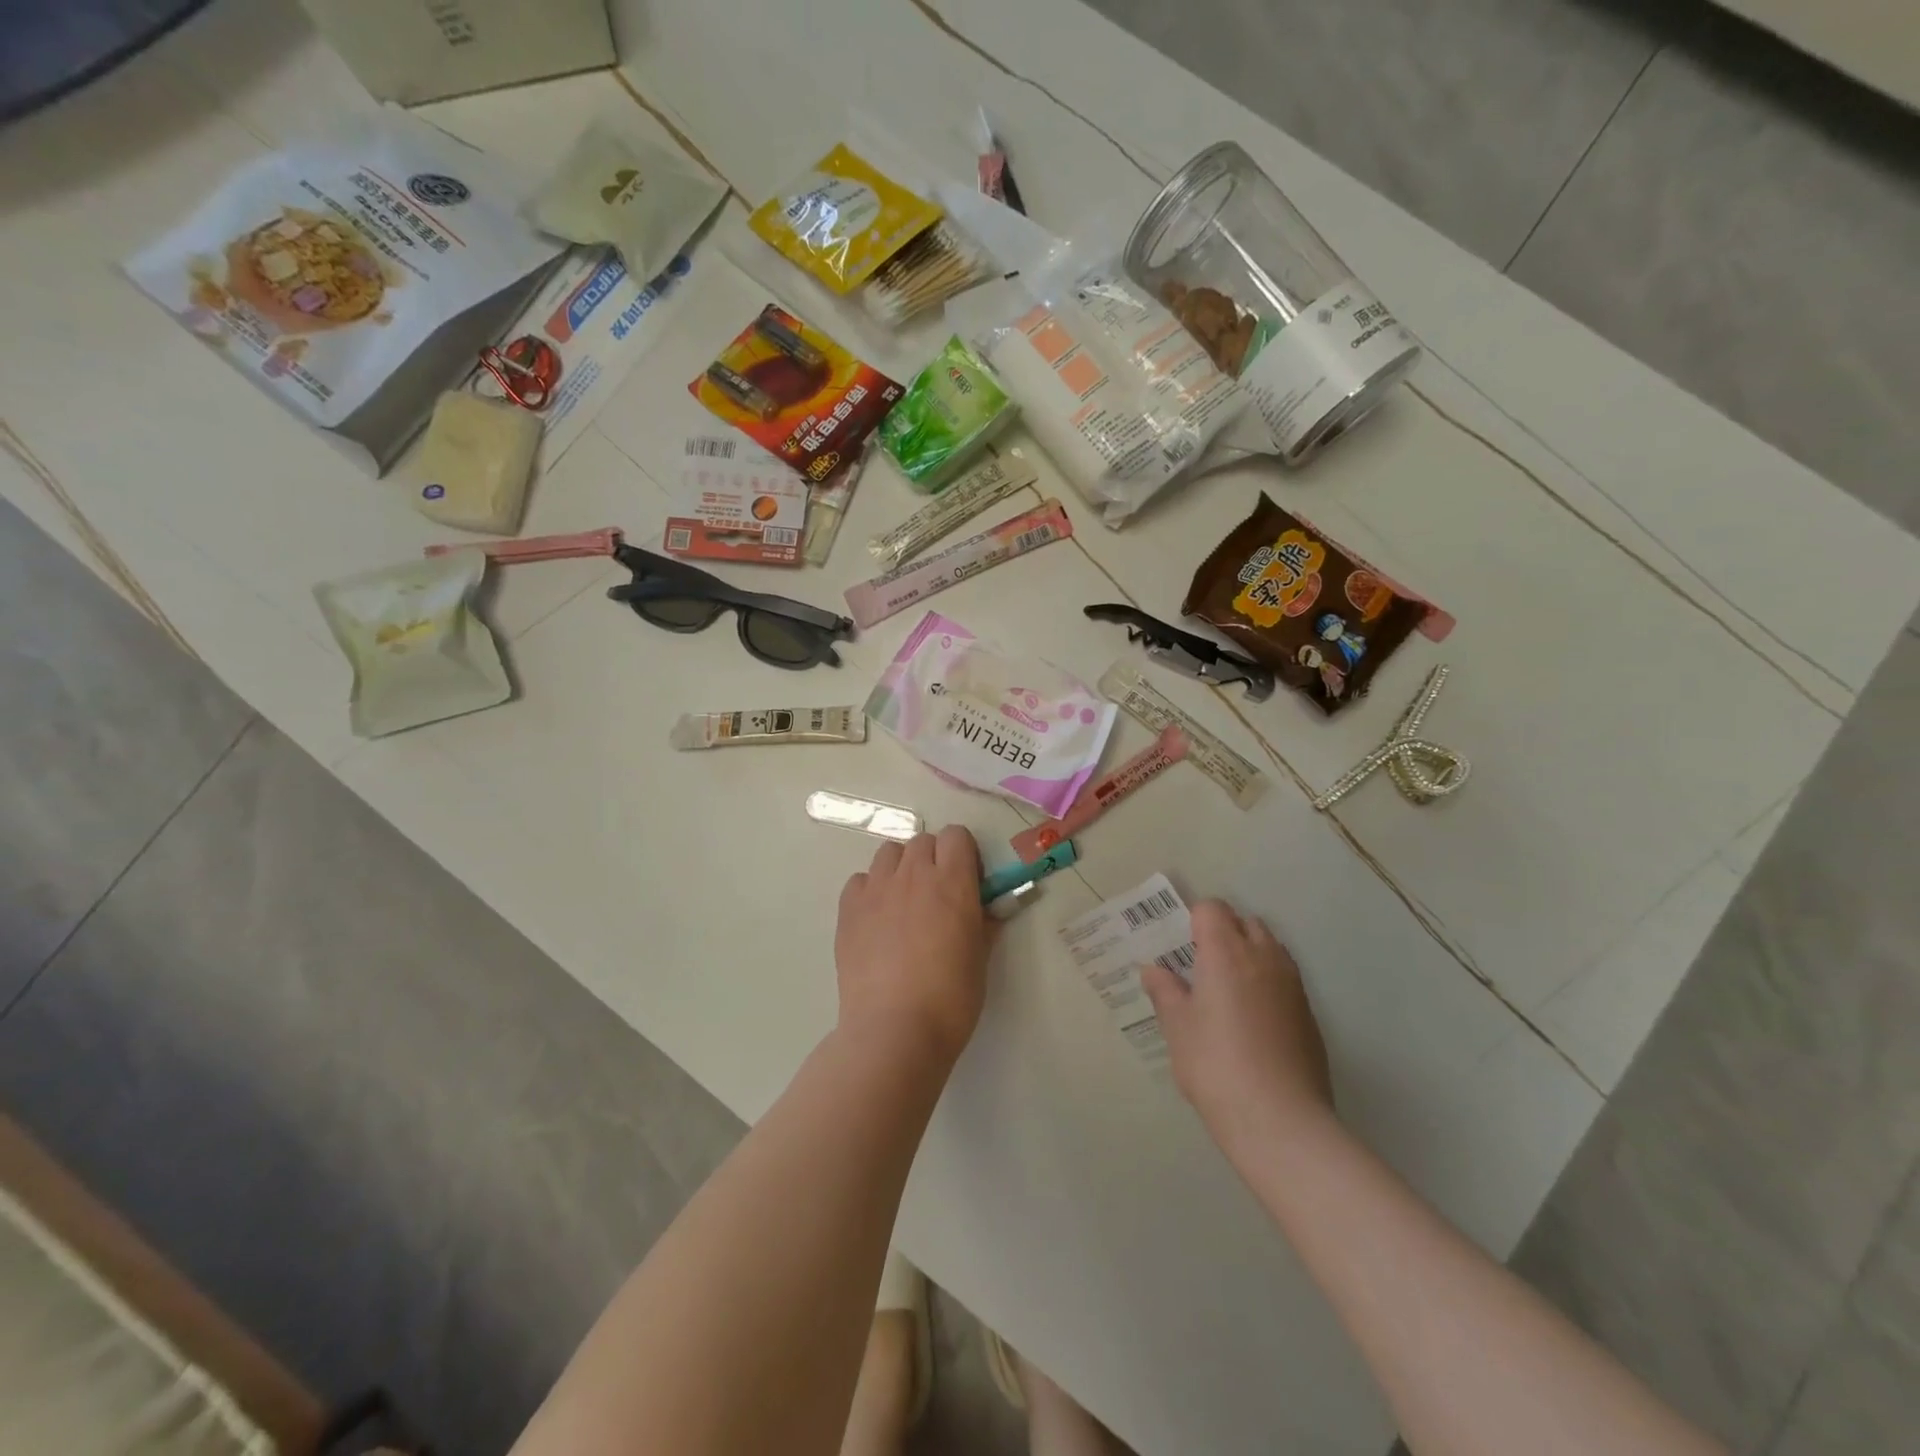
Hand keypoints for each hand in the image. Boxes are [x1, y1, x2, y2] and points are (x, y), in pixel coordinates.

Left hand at [835, 827, 988, 1065]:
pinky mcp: (848, 908)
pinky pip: (860, 880)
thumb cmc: (950, 999)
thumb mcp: (980, 960)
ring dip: (901, 868)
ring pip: (889, 853)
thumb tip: (986, 910)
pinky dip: (870, 890)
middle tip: (938, 895)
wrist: (894, 1030)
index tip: (967, 881)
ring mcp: (876, 889)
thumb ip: (983, 924)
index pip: (957, 835)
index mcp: (952, 882)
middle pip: (923, 841)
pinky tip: (876, 919)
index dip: (964, 854)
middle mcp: (913, 875)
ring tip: (904, 902)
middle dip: (934, 859)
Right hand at [1142, 900, 1333, 1152]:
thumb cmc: (1216, 1065)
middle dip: (1224, 933)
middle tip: (1201, 966)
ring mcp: (1292, 985)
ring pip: (1270, 948)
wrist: (1280, 1120)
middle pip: (1245, 922)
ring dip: (1249, 954)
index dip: (1194, 920)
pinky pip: (1285, 979)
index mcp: (1226, 952)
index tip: (1181, 947)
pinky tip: (1253, 1020)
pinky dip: (1267, 983)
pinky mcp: (1309, 1014)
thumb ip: (1165, 992)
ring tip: (1228, 991)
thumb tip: (1154, 970)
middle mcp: (1263, 957)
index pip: (1213, 909)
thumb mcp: (1178, 1028)